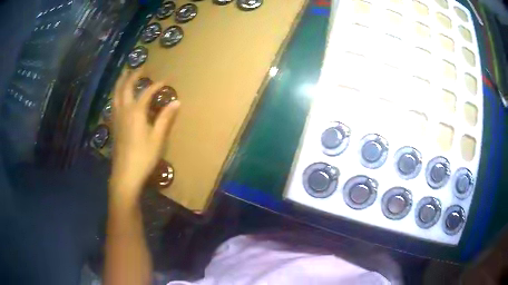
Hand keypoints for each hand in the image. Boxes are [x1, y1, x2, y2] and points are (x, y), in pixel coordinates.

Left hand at [109, 69, 179, 204]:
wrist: (125, 175)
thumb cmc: (143, 157)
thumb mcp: (158, 138)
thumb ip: (166, 118)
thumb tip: (177, 102)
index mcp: (136, 112)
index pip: (147, 92)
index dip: (157, 85)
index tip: (166, 80)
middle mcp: (124, 111)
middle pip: (125, 88)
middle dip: (132, 75)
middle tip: (139, 67)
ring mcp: (116, 118)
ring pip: (116, 95)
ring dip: (120, 83)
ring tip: (124, 75)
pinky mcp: (113, 126)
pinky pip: (113, 104)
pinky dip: (116, 95)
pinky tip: (118, 98)